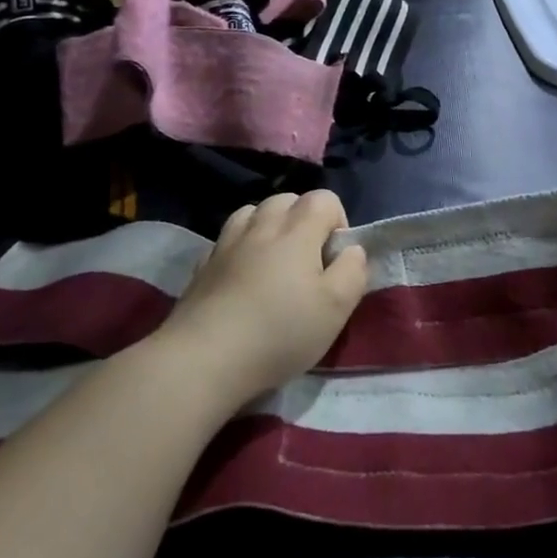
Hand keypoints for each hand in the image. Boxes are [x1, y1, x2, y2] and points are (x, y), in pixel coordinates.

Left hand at [160, 190, 368, 409]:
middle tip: (307, 263)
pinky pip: (228, 240)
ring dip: (269, 228)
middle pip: (287, 200)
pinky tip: (242, 279)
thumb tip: (351, 250)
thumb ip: (353, 271)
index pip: (325, 198)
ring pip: (254, 213)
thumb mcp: (336, 308)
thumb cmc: (279, 332)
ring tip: (274, 265)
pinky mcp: (203, 264)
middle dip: (303, 221)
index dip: (337, 223)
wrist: (203, 358)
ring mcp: (227, 242)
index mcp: (297, 230)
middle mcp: (261, 225)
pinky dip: (241, 248)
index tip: (335, 260)